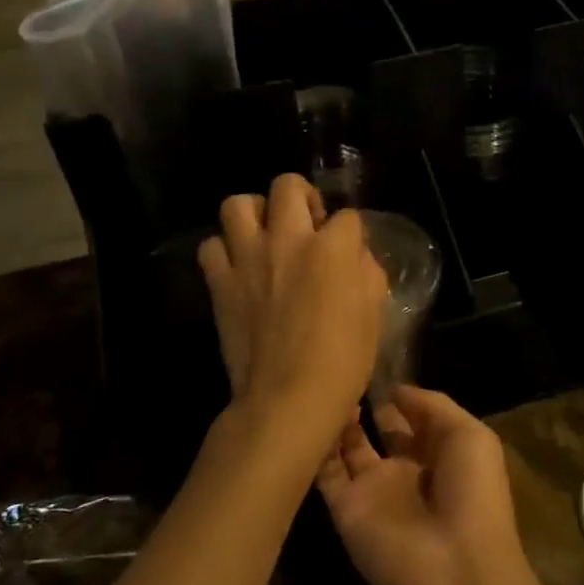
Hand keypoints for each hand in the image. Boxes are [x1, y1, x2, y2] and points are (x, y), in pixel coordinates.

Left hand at [198, 175, 386, 465]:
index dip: (350, 232)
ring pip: (237, 204)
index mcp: (332, 248)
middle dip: (301, 196)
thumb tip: (356, 258)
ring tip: (264, 234)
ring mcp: (248, 258)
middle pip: (288, 185)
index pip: (347, 216)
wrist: (287, 399)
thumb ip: (367, 275)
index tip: (348, 250)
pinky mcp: (220, 282)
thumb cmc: (342, 362)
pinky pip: (211, 247)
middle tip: (306, 223)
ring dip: (253, 213)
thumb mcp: (372, 315)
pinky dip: (223, 251)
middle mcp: (288, 240)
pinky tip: (237, 267)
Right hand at [316, 385, 527, 584]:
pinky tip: (310, 414)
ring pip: (349, 450)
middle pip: (382, 435)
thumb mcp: (470, 436)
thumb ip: (432, 406)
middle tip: (346, 373)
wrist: (454, 568)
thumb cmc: (472, 493)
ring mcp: (374, 492)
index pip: (416, 421)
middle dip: (367, 406)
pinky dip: (316, 446)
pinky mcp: (346, 510)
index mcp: (441, 457)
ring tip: (328, 386)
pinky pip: (325, 472)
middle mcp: (406, 473)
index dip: (401, 398)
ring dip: (339, 423)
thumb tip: (396, 390)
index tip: (379, 367)